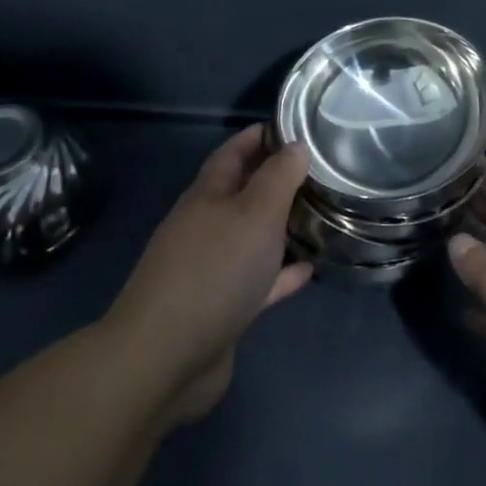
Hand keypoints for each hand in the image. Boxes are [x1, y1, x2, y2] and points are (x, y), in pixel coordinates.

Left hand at [106, 125, 312, 426]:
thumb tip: (295, 145)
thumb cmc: (214, 271)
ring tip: (320, 216)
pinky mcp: (220, 308)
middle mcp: (205, 226)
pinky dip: (281, 273)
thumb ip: (278, 177)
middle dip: (276, 180)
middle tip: (320, 172)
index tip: (296, 126)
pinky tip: (309, 270)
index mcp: (207, 195)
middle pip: (243, 193)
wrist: (164, 359)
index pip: (234, 152)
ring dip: (281, 227)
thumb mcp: (255, 213)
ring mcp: (210, 269)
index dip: (260, 135)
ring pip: (251, 237)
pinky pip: (257, 281)